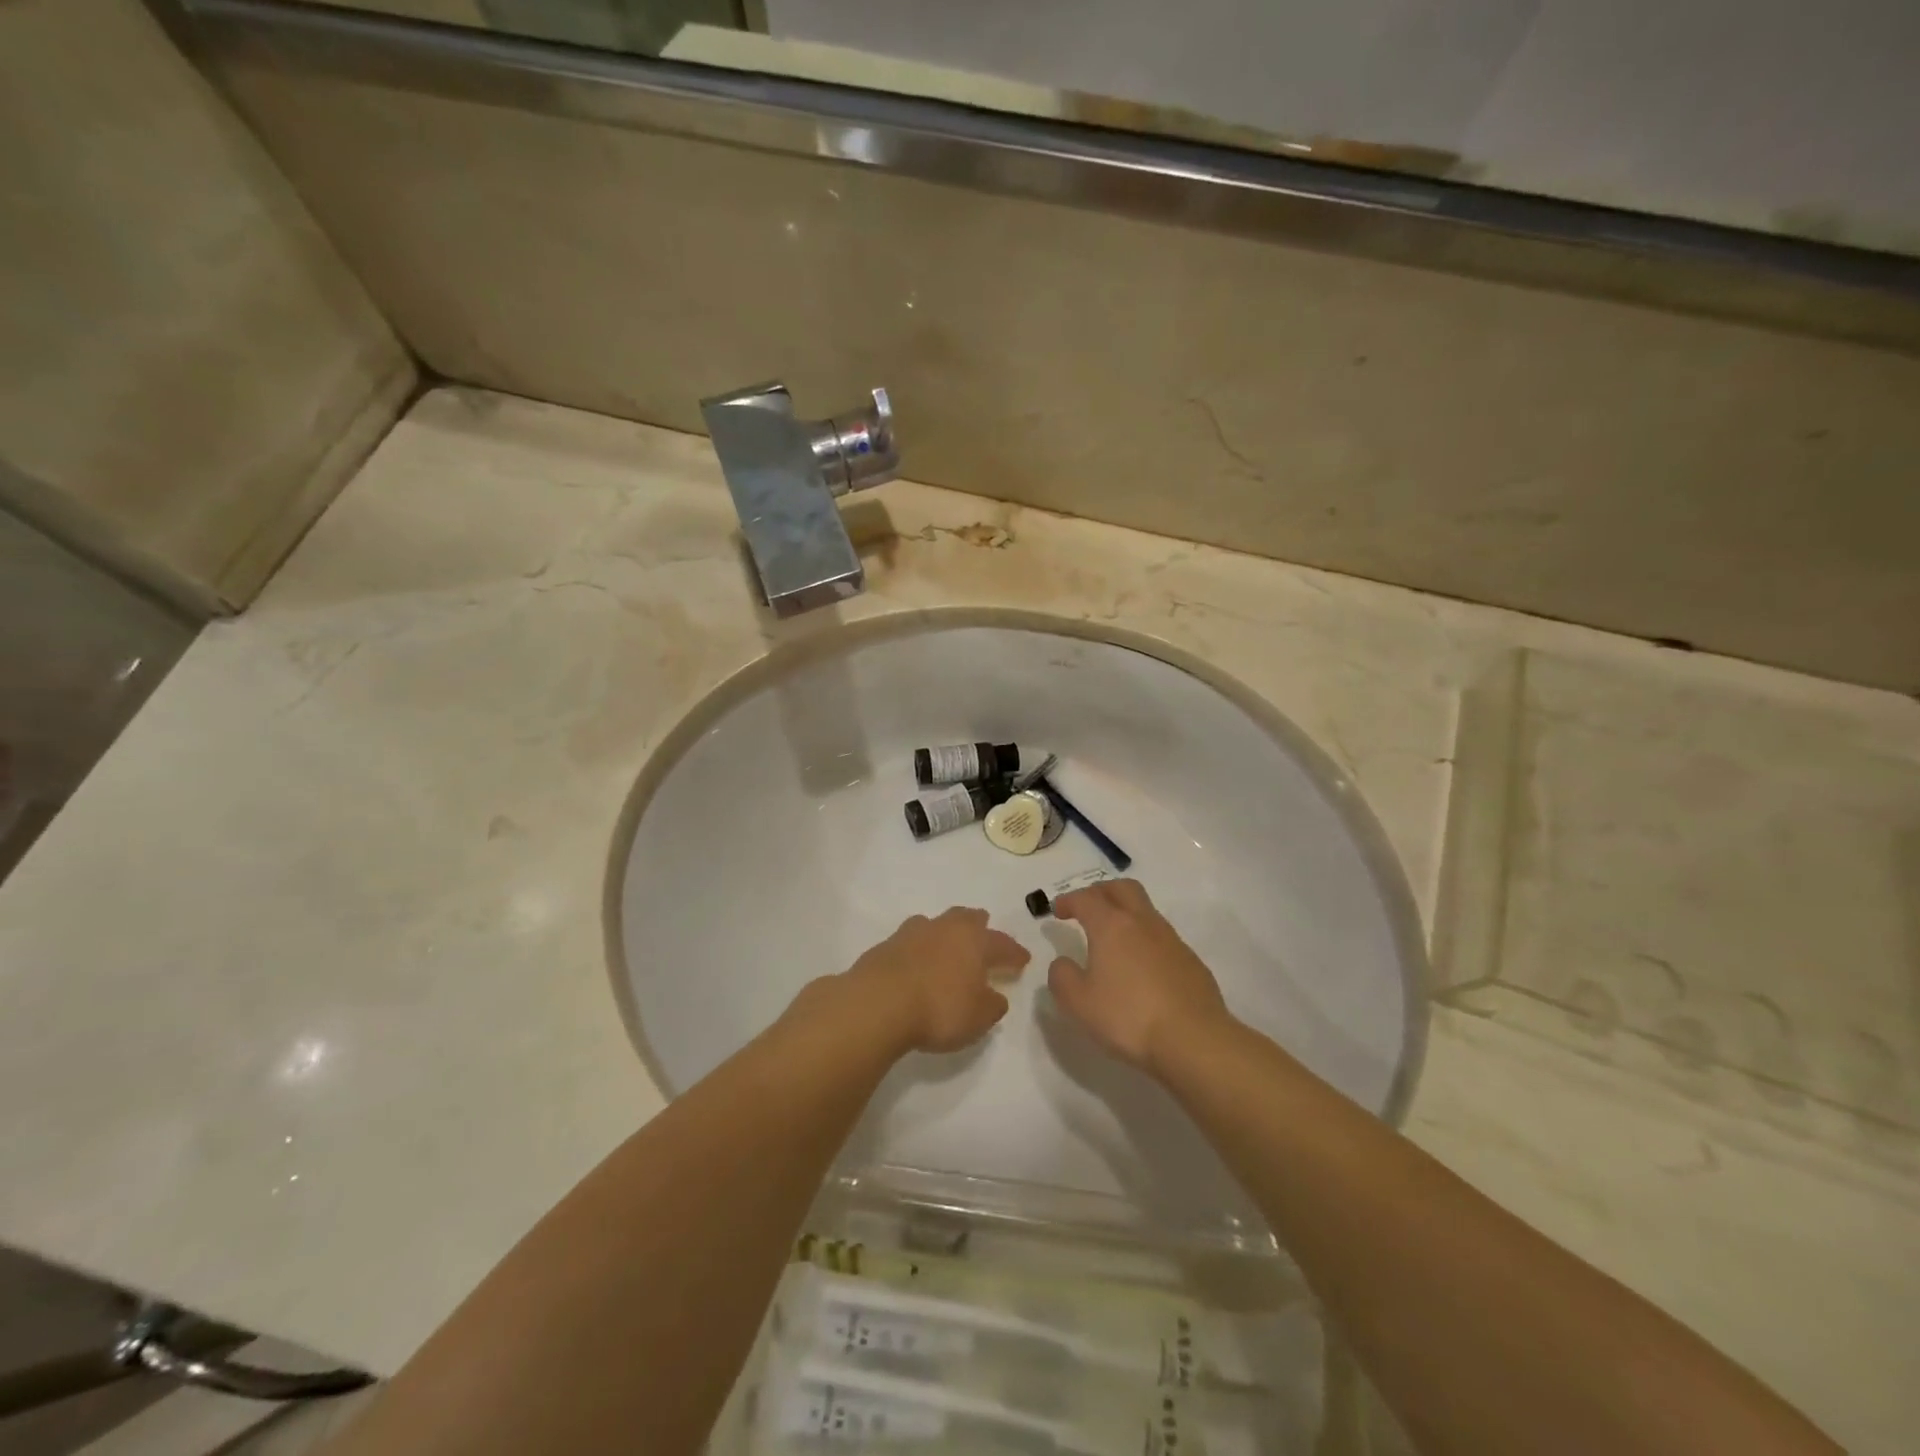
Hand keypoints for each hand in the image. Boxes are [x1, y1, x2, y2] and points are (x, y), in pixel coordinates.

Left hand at [838, 907, 1030, 1054]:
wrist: (877, 1003)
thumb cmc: (939, 1008)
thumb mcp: (978, 1017)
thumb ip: (992, 1005)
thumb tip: (995, 996)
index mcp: (973, 940)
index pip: (1001, 943)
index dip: (1013, 952)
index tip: (1022, 959)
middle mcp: (944, 928)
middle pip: (966, 918)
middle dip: (978, 925)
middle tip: (985, 933)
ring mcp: (911, 933)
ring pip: (935, 924)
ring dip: (945, 934)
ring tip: (948, 946)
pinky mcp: (885, 946)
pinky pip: (910, 943)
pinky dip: (919, 951)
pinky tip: (917, 964)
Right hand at [1046, 879, 1231, 1073]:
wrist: (1194, 1039)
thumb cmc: (1129, 1017)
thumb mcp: (1079, 1003)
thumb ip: (1062, 977)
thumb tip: (1063, 963)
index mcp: (1112, 926)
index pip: (1086, 899)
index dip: (1068, 900)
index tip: (1057, 910)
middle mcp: (1143, 923)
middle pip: (1122, 888)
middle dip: (1101, 891)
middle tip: (1087, 906)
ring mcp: (1172, 940)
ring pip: (1145, 910)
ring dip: (1126, 913)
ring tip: (1113, 938)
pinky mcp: (1191, 961)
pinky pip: (1162, 937)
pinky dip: (1145, 939)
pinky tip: (1141, 966)